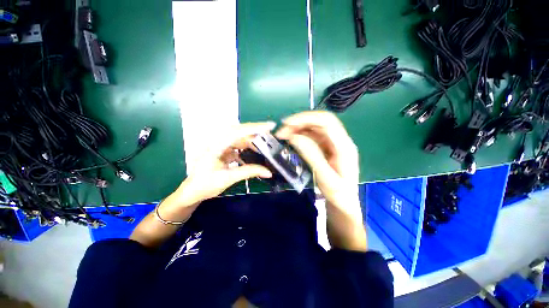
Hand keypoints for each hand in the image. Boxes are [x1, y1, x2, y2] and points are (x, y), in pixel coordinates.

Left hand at [168, 122, 275, 209]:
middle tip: (270, 136)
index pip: (237, 132)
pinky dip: (247, 149)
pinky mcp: (222, 150)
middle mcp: (217, 141)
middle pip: (239, 132)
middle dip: (255, 134)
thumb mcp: (228, 178)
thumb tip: (268, 172)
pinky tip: (254, 155)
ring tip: (265, 148)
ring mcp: (219, 145)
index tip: (270, 126)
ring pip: (239, 139)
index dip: (254, 128)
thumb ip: (249, 172)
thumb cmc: (205, 185)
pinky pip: (237, 146)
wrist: (192, 192)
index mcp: (215, 146)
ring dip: (252, 143)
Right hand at [276, 111, 358, 208]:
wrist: (344, 203)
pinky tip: (291, 139)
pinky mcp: (326, 148)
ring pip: (314, 128)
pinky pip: (312, 136)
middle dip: (300, 122)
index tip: (287, 123)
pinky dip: (300, 135)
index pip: (327, 122)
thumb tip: (294, 137)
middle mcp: (340, 141)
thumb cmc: (338, 194)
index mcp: (344, 146)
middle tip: (282, 130)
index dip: (306, 118)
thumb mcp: (325, 178)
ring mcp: (333, 144)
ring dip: (298, 128)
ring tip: (283, 135)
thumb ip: (311, 156)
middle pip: (320, 122)